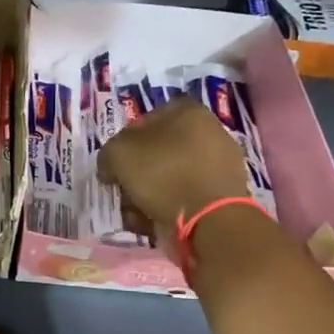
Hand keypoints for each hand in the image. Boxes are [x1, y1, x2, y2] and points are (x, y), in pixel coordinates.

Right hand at [97, 98, 252, 240]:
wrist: (209, 218)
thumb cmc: (162, 173)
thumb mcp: (117, 154)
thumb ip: (109, 153)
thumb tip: (112, 168)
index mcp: (188, 111)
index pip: (146, 119)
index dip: (125, 140)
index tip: (116, 163)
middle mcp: (209, 131)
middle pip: (157, 151)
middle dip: (136, 173)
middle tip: (124, 191)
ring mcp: (220, 163)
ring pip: (169, 176)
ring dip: (147, 194)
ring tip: (136, 213)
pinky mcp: (223, 193)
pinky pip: (185, 195)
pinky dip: (167, 207)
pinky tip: (154, 222)